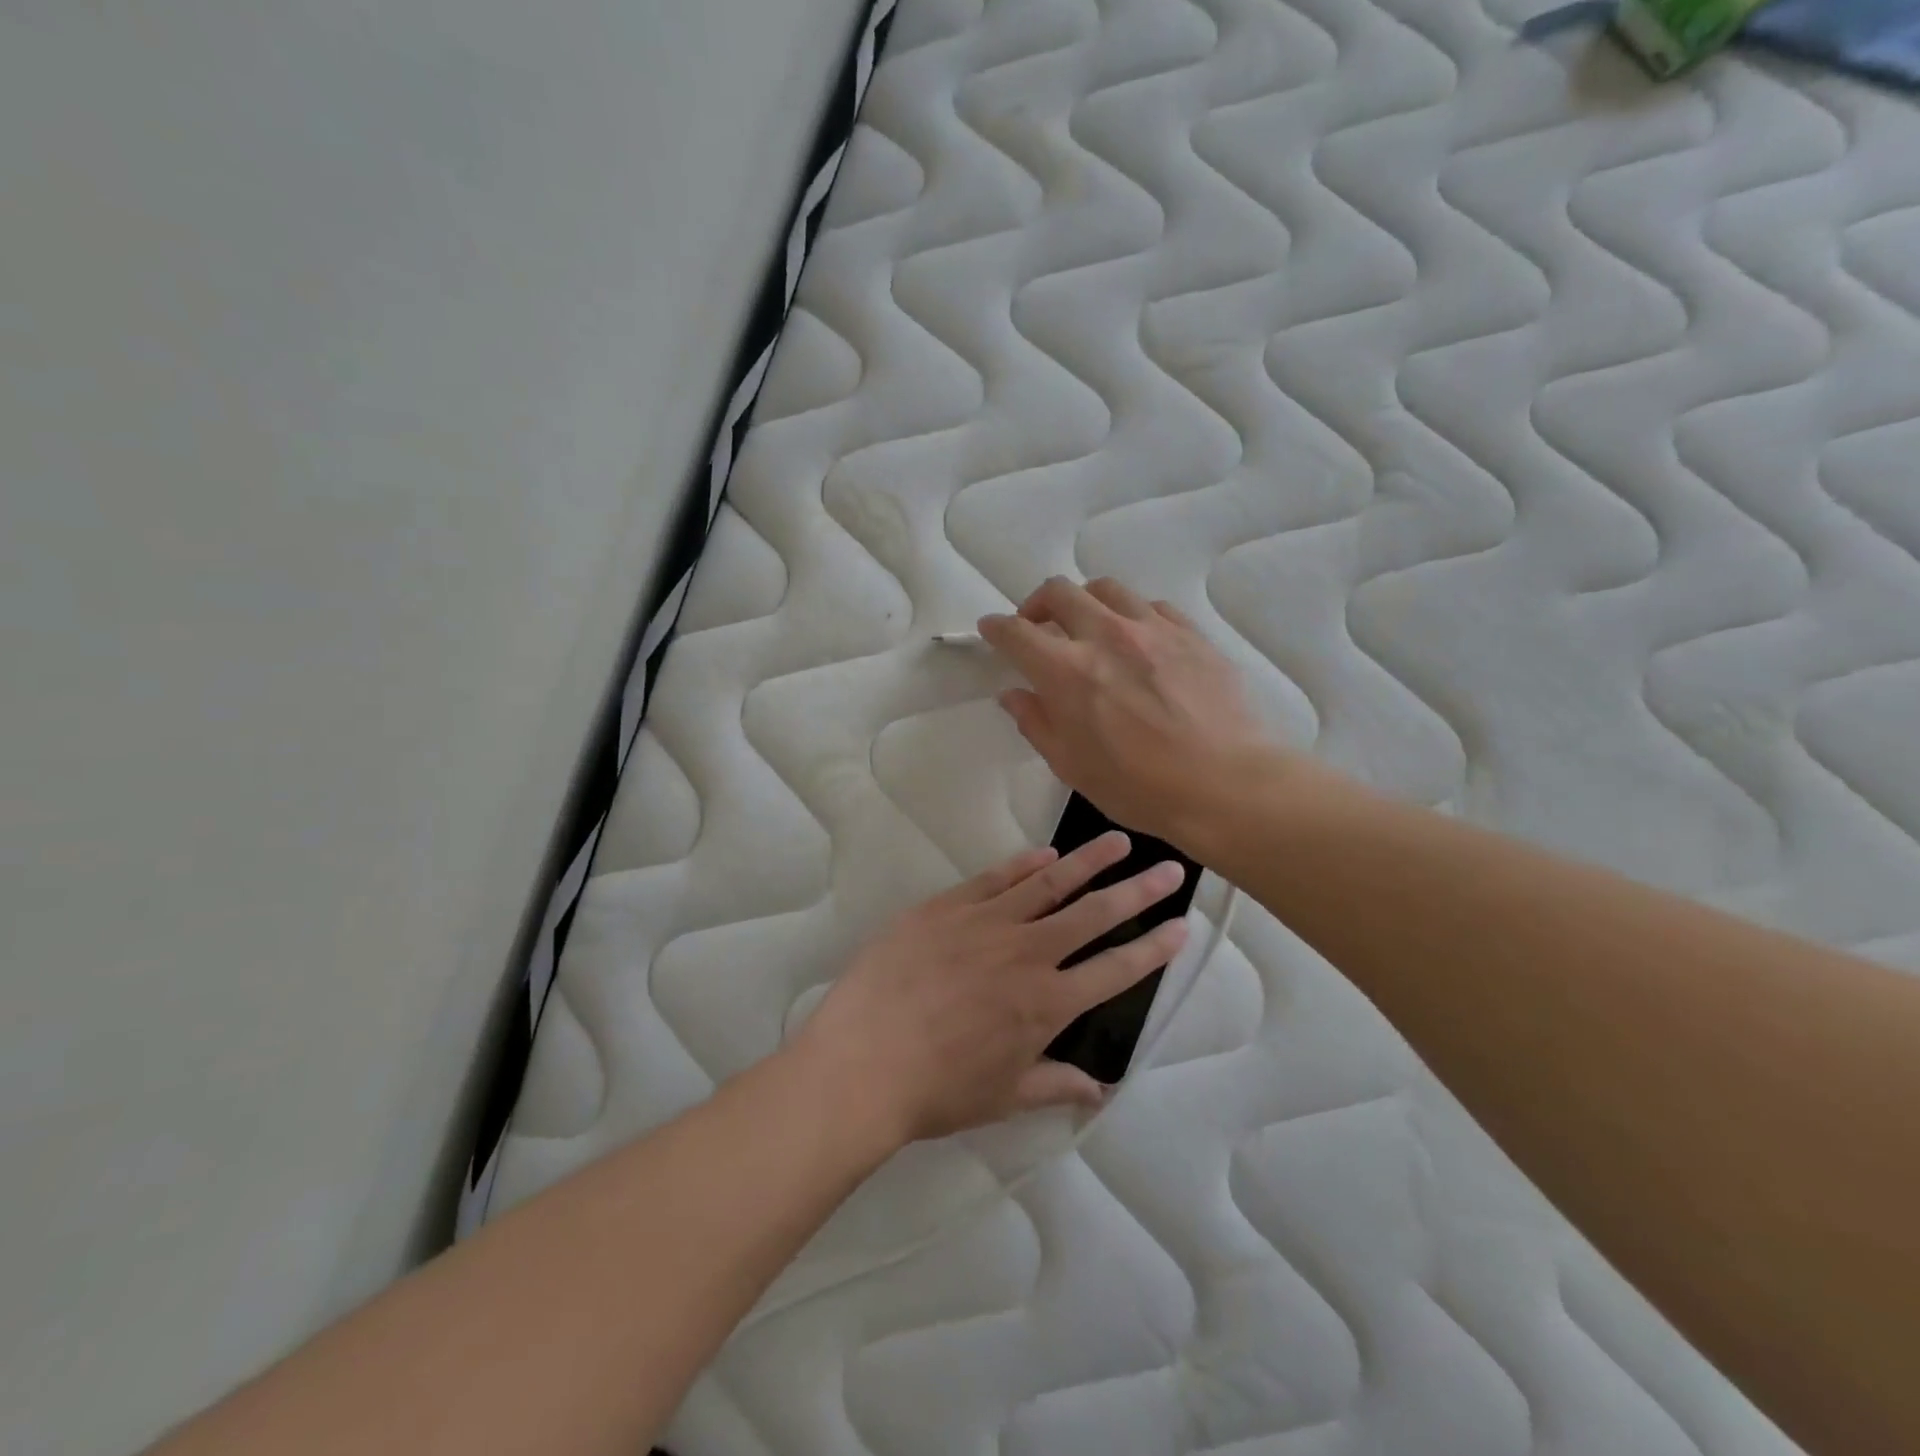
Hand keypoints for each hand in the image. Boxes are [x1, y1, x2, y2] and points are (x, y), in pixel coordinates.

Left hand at [794, 833, 1189, 1145]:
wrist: (864, 1060)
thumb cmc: (937, 1089)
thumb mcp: (1004, 1096)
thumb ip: (1056, 1084)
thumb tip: (1101, 1090)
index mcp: (1048, 1004)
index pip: (1116, 969)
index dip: (1153, 947)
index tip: (1182, 925)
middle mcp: (1027, 954)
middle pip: (1093, 914)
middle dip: (1136, 890)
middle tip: (1169, 868)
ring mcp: (986, 923)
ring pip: (1049, 883)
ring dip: (1088, 861)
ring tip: (1118, 841)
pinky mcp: (947, 906)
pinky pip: (995, 878)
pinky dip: (1025, 864)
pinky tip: (1046, 853)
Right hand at [979, 577, 1303, 849]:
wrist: (1227, 786)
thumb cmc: (1140, 788)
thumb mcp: (1073, 766)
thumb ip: (1037, 723)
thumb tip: (1014, 695)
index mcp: (1067, 672)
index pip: (1017, 632)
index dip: (996, 628)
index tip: (991, 630)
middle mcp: (1106, 636)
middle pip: (1059, 592)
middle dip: (1036, 603)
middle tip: (1036, 626)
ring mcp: (1153, 630)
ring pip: (1107, 589)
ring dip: (1085, 602)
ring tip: (1088, 626)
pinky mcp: (1191, 634)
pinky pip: (1151, 606)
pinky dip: (1131, 615)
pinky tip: (1137, 639)